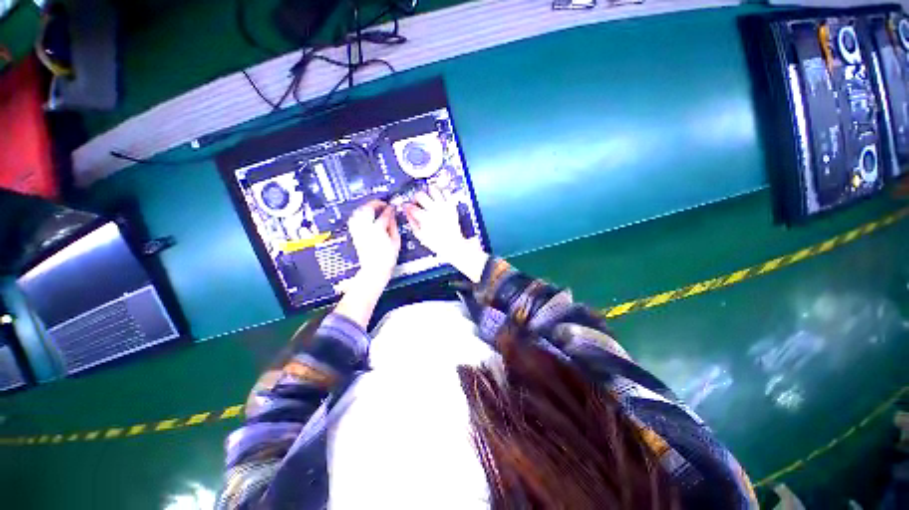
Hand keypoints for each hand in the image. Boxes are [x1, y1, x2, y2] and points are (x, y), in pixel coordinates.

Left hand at [348, 200, 400, 289]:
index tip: (392, 207)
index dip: (390, 209)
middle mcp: (366, 228)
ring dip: (366, 207)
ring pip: (358, 212)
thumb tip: (392, 217)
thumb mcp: (396, 241)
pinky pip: (354, 219)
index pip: (385, 214)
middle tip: (382, 204)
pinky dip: (359, 214)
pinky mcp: (355, 234)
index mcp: (378, 229)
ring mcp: (358, 231)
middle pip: (367, 209)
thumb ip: (393, 226)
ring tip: (373, 208)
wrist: (375, 269)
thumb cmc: (387, 258)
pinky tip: (365, 215)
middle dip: (376, 203)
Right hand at [404, 187, 487, 282]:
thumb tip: (407, 213)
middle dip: (416, 197)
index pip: (412, 207)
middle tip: (417, 201)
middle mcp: (434, 210)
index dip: (407, 206)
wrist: (453, 244)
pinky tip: (439, 198)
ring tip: (428, 197)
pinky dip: (441, 192)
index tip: (408, 207)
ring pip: (433, 189)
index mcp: (425, 218)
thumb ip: (412, 223)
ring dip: (428, 192)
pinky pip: (446, 192)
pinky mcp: (451, 206)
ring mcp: (444, 207)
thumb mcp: (420, 235)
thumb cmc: (436, 242)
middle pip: (420, 195)